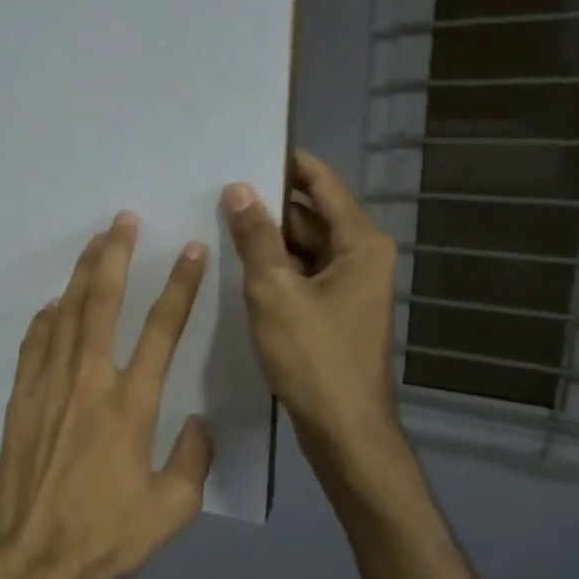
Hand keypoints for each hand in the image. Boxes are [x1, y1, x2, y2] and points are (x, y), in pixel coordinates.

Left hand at [0, 212, 213, 578]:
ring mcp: (48, 387)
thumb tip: (197, 422)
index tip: (190, 250)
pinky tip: (52, 305)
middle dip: (115, 256)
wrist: (35, 556)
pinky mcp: (20, 400)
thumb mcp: (172, 509)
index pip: (162, 330)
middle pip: (103, 303)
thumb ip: (193, 459)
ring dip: (80, 275)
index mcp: (132, 404)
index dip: (179, 286)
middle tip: (123, 219)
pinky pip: (33, 346)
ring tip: (92, 243)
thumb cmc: (107, 536)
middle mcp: (89, 382)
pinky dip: (45, 319)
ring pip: (65, 315)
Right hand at [221, 150, 402, 485]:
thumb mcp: (274, 291)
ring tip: (217, 226)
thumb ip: (256, 237)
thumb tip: (239, 188)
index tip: (246, 148)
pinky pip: (302, 277)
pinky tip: (237, 270)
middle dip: (268, 205)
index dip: (287, 163)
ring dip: (267, 240)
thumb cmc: (313, 356)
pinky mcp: (335, 314)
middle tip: (216, 192)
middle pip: (311, 216)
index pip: (322, 183)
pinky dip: (274, 270)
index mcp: (359, 243)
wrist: (344, 429)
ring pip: (304, 249)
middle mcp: (361, 259)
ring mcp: (350, 289)